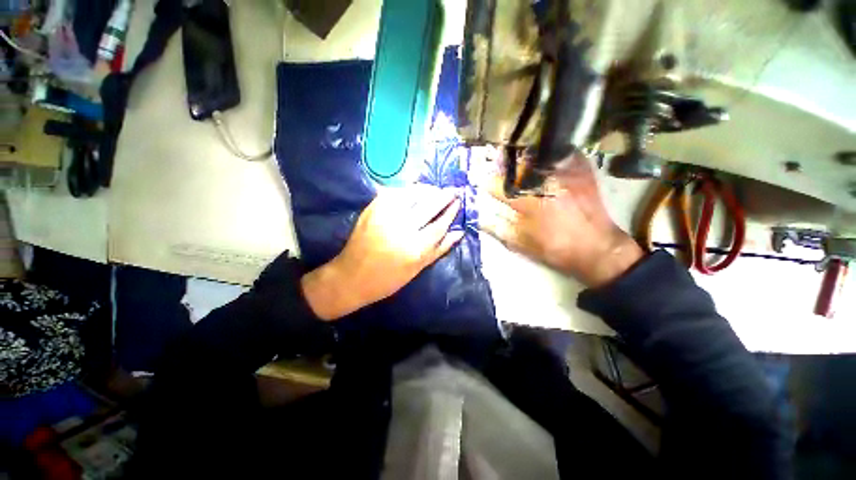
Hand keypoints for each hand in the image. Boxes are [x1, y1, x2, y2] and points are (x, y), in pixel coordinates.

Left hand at [301, 186, 463, 320]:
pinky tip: (415, 191)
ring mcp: (385, 217)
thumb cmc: (388, 279)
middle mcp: (401, 229)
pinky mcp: (372, 210)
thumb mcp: (417, 269)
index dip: (451, 212)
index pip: (439, 224)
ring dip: (427, 190)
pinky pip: (394, 193)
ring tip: (435, 190)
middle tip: (453, 190)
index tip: (458, 202)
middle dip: (443, 195)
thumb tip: (459, 232)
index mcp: (414, 248)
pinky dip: (407, 190)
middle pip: (428, 206)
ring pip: (412, 195)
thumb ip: (439, 249)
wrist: (351, 277)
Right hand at [479, 153, 643, 286]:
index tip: (481, 181)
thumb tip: (480, 219)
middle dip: (505, 163)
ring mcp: (567, 176)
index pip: (503, 188)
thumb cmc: (556, 249)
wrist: (598, 248)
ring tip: (516, 156)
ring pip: (541, 156)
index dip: (489, 184)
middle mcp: (547, 185)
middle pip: (520, 166)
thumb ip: (499, 230)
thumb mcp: (523, 244)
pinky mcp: (583, 173)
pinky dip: (551, 152)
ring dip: (524, 156)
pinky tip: (544, 154)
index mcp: (531, 204)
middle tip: (496, 160)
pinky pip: (564, 153)